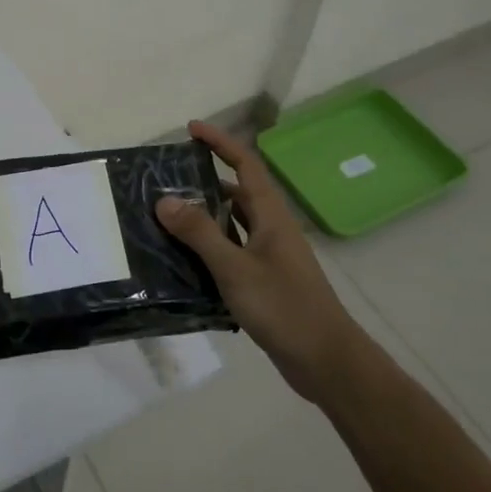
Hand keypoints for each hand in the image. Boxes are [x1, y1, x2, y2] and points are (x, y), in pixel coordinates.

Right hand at [156, 120, 355, 403]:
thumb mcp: (235, 268)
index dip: (220, 143)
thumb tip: (164, 199)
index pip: (246, 165)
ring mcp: (270, 256)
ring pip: (233, 224)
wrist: (326, 362)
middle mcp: (272, 229)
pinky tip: (183, 261)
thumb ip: (199, 233)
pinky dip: (209, 248)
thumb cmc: (284, 308)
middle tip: (165, 180)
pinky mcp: (265, 282)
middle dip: (204, 180)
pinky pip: (232, 251)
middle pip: (237, 192)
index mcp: (271, 216)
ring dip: (204, 216)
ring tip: (165, 216)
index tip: (191, 129)